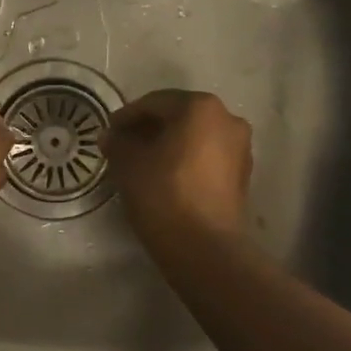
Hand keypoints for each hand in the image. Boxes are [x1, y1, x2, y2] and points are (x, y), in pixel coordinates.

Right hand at [106, 90, 252, 248]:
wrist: (205, 248)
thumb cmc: (164, 194)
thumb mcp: (129, 164)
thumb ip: (118, 143)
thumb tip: (110, 136)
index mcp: (201, 107)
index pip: (155, 103)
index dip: (127, 116)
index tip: (108, 132)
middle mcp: (228, 120)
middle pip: (179, 117)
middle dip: (149, 129)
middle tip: (122, 145)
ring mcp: (240, 148)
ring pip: (195, 138)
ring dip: (168, 145)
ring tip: (141, 163)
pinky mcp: (242, 176)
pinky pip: (206, 158)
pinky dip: (185, 161)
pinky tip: (164, 177)